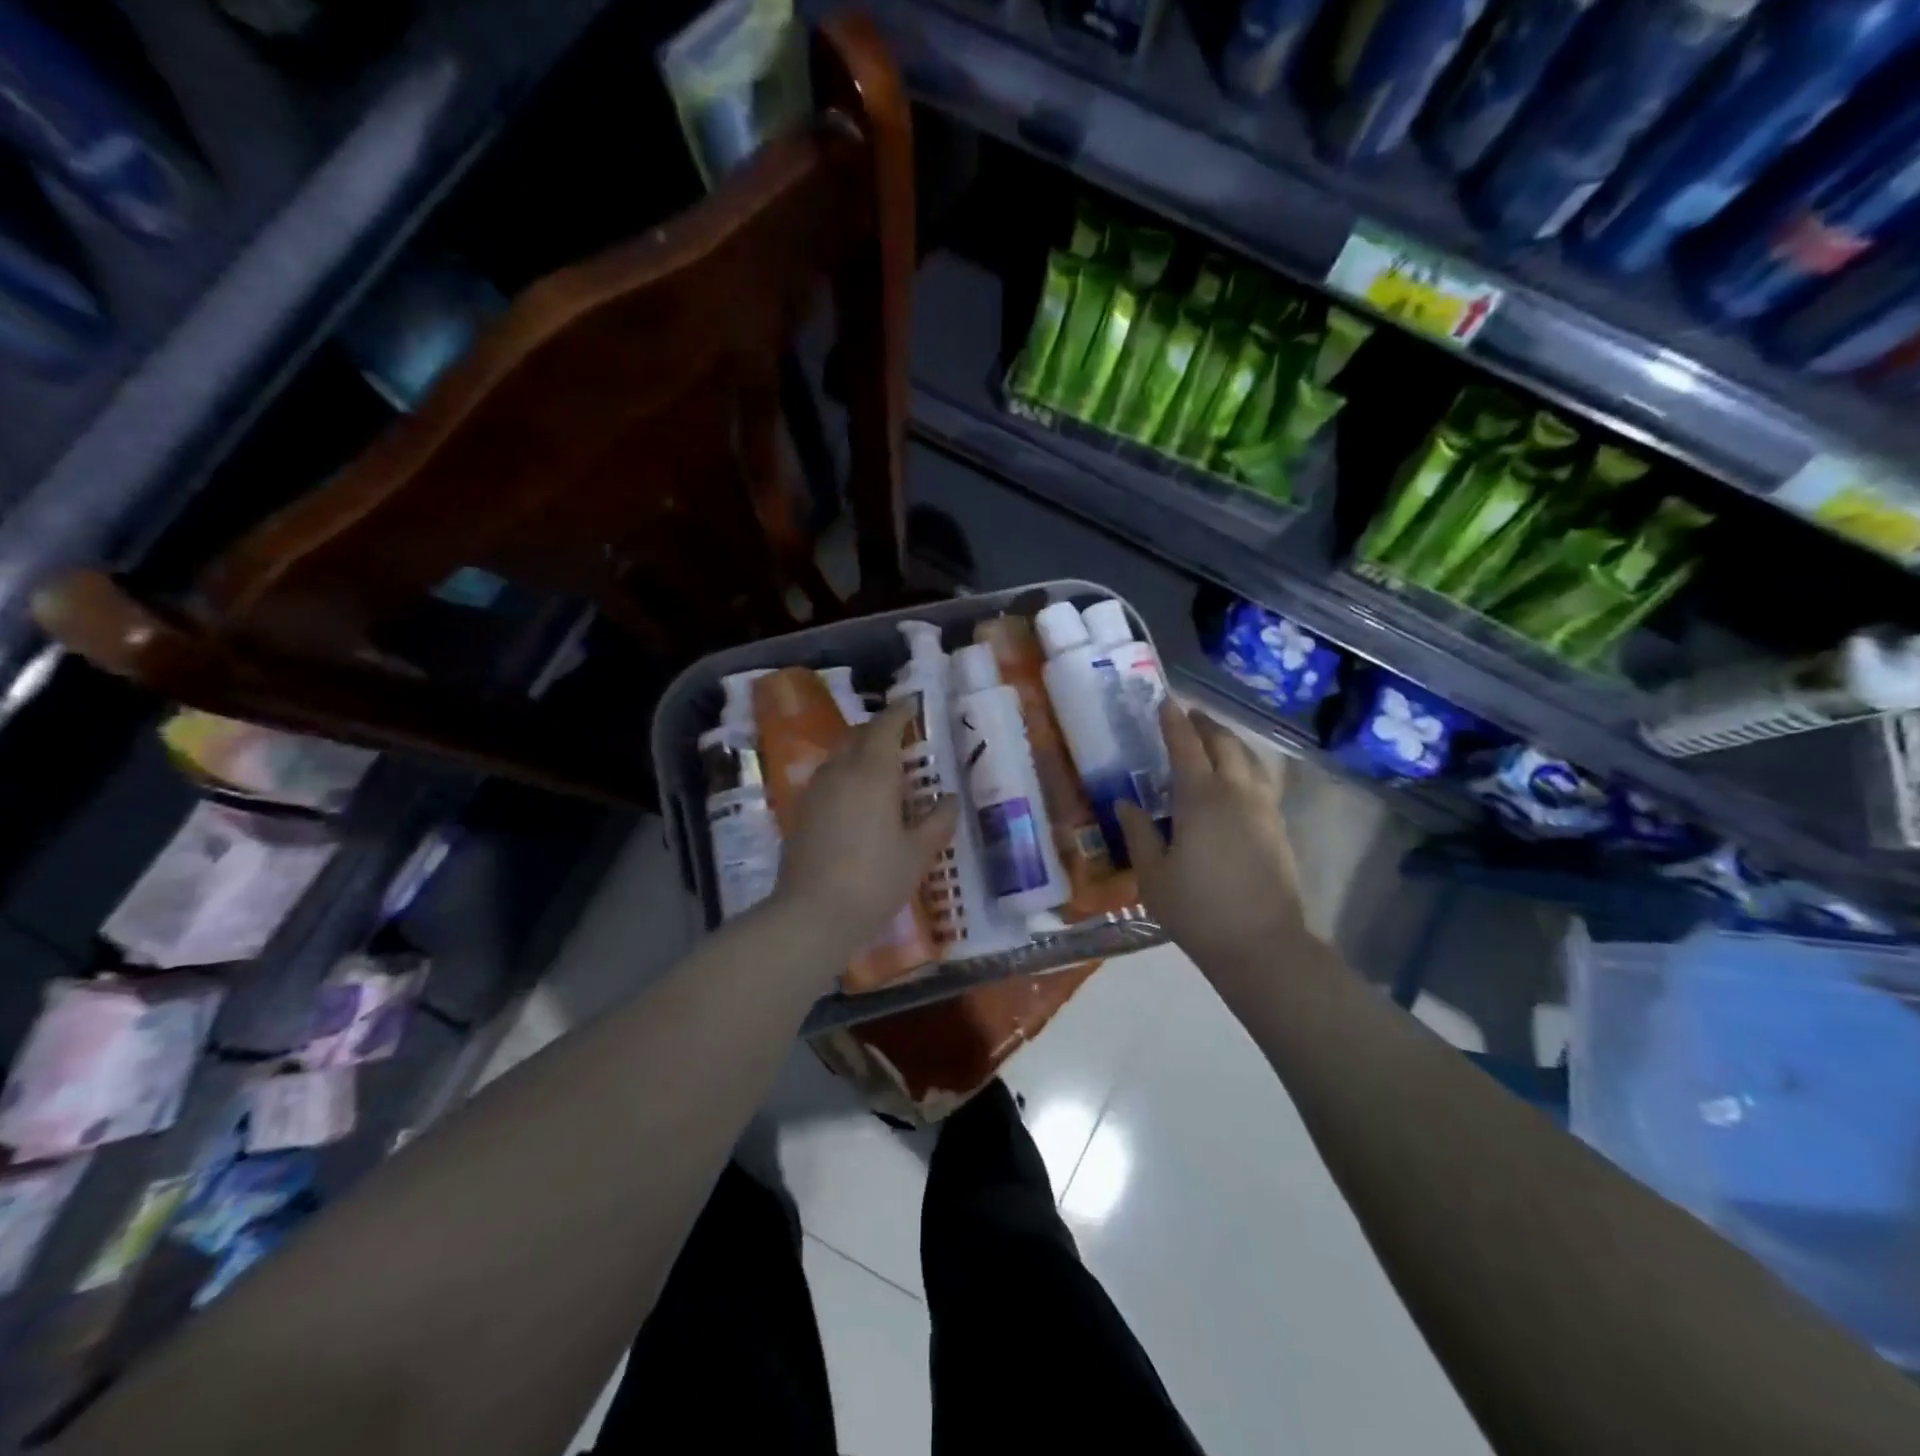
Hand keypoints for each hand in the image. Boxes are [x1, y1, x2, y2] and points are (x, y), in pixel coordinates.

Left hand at [771, 698, 959, 955]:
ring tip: (882, 771)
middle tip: (902, 740)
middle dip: (879, 730)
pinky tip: (858, 800)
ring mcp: (816, 791)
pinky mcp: (802, 811)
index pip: (885, 726)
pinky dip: (845, 775)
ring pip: (839, 756)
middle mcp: (840, 771)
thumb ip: (938, 821)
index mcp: (872, 772)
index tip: (913, 706)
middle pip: (858, 736)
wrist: (814, 914)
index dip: (900, 712)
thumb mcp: (918, 853)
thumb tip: (949, 798)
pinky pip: (828, 778)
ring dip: (860, 752)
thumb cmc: (876, 879)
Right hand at [1116, 702, 1314, 992]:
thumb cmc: (1198, 910)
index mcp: (1201, 799)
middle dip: (1204, 724)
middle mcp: (1237, 793)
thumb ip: (1138, 833)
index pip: (1185, 746)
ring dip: (1228, 742)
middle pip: (1224, 743)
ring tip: (1212, 741)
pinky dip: (1244, 766)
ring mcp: (1263, 809)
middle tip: (1187, 717)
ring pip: (1249, 759)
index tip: (1163, 701)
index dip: (1173, 721)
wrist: (1263, 946)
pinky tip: (1234, 780)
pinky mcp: (1278, 827)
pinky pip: (1260, 780)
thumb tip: (1125, 803)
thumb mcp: (1153, 875)